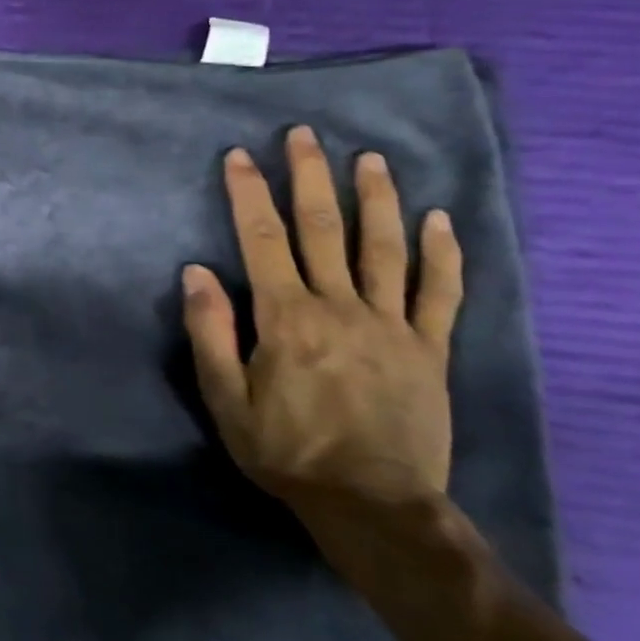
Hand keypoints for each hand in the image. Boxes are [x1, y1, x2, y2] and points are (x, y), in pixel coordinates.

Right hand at [181, 125, 463, 506]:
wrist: (373, 505)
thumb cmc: (287, 451)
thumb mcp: (226, 400)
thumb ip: (210, 333)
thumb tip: (196, 272)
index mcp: (286, 318)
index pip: (262, 239)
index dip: (248, 193)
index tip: (240, 156)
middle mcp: (339, 307)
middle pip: (324, 229)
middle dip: (310, 177)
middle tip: (305, 135)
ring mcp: (391, 325)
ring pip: (384, 248)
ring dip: (376, 199)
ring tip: (369, 160)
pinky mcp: (429, 349)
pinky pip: (440, 293)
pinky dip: (442, 254)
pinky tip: (441, 220)